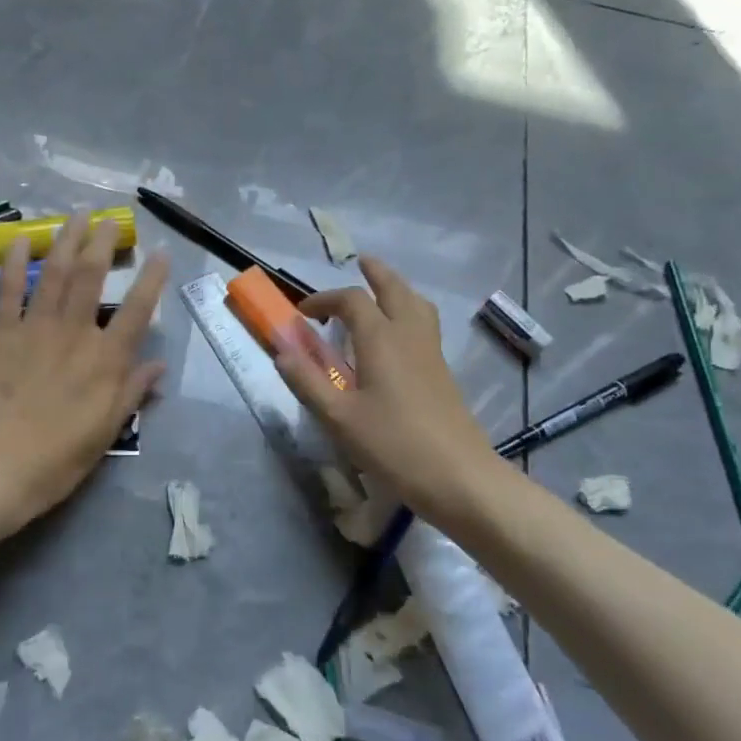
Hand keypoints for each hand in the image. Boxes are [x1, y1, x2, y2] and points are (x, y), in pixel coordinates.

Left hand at [0, 214, 168, 548]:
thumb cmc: (54, 461)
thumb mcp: (104, 434)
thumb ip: (131, 394)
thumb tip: (158, 366)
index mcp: (106, 361)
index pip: (138, 310)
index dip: (152, 279)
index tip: (161, 252)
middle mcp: (75, 333)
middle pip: (92, 276)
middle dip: (103, 242)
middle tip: (111, 218)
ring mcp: (34, 328)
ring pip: (55, 272)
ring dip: (67, 239)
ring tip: (77, 214)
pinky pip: (8, 289)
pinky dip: (14, 261)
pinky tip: (21, 238)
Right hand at [275, 257, 503, 523]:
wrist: (459, 477)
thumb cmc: (394, 445)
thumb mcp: (339, 417)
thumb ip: (307, 381)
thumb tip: (281, 350)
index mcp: (381, 338)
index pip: (351, 300)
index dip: (324, 299)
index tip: (303, 313)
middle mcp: (409, 334)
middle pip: (394, 288)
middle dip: (375, 273)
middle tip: (360, 263)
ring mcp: (431, 352)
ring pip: (417, 303)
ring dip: (397, 289)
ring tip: (382, 292)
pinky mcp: (443, 371)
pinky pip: (425, 324)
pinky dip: (409, 311)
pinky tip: (398, 335)